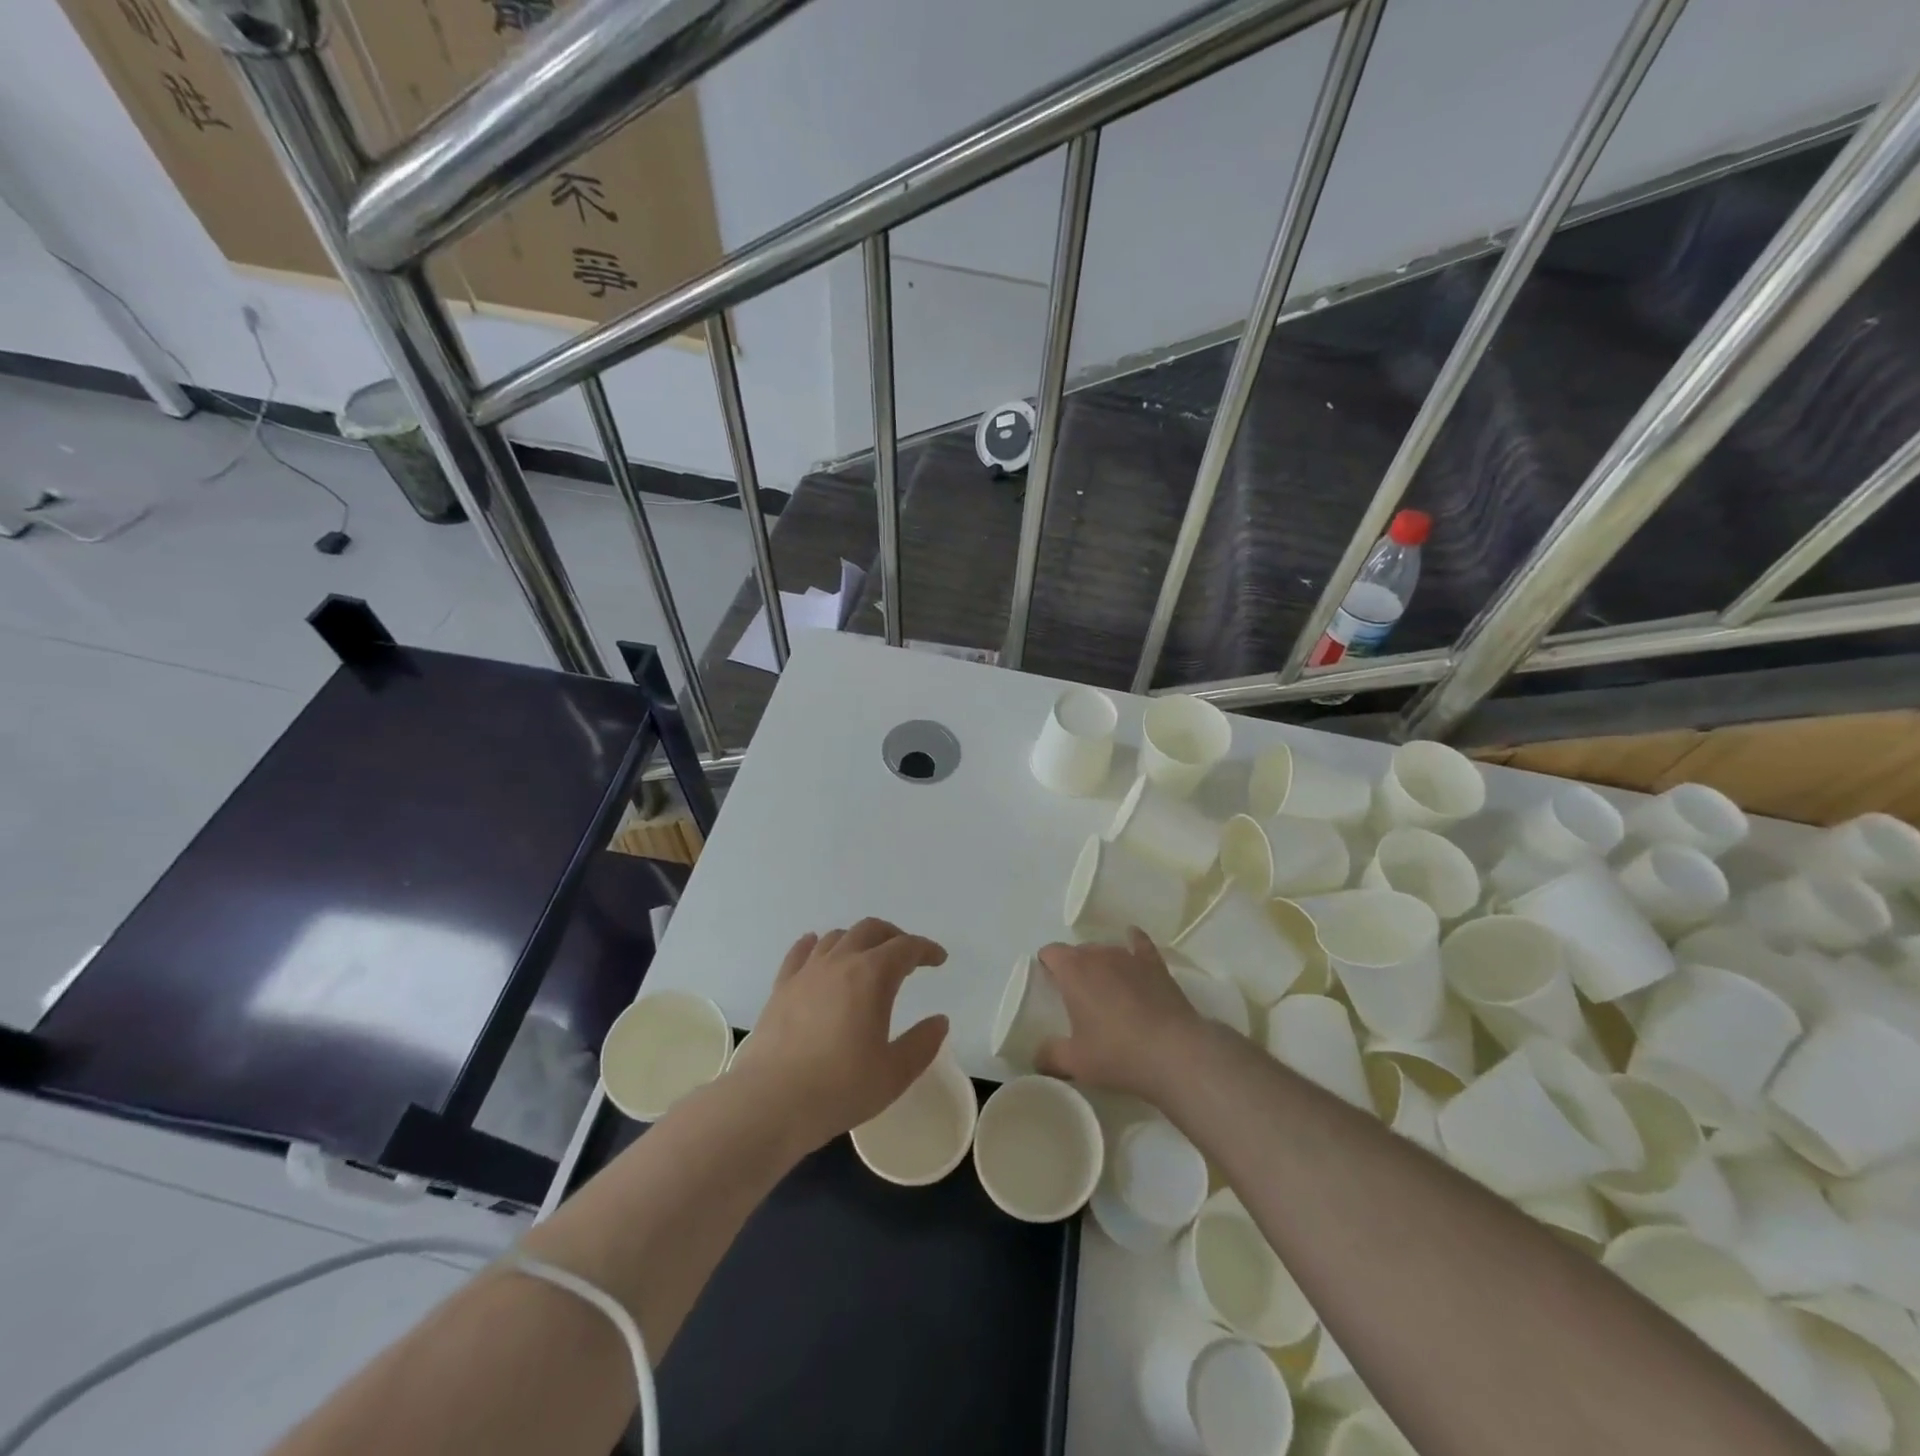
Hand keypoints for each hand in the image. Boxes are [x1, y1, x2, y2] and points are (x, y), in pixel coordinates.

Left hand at [742, 918, 949, 1151]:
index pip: (906, 947)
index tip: (938, 959)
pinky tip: (817, 948)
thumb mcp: (894, 1073)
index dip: (926, 949)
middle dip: (894, 936)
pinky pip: (800, 953)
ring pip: (836, 937)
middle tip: (907, 955)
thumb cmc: (839, 1088)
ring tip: (866, 958)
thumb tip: (939, 1021)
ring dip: (858, 940)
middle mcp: (840, 962)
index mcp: (872, 976)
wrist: (770, 1102)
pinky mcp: (781, 988)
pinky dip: (816, 944)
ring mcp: (806, 972)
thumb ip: (922, 1044)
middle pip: (870, 930)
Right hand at [1035, 929, 1208, 1099]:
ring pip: (1107, 949)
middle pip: (1079, 951)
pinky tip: (1133, 944)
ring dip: (1101, 962)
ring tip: (1106, 987)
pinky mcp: (1156, 965)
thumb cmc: (1117, 1054)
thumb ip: (1049, 1056)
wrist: (1174, 1053)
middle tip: (1077, 996)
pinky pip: (1140, 943)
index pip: (1051, 952)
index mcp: (1073, 971)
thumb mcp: (1075, 1062)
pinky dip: (1133, 942)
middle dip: (1074, 967)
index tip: (1049, 984)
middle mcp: (1099, 955)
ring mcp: (1130, 957)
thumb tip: (1037, 1057)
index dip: (1047, 964)